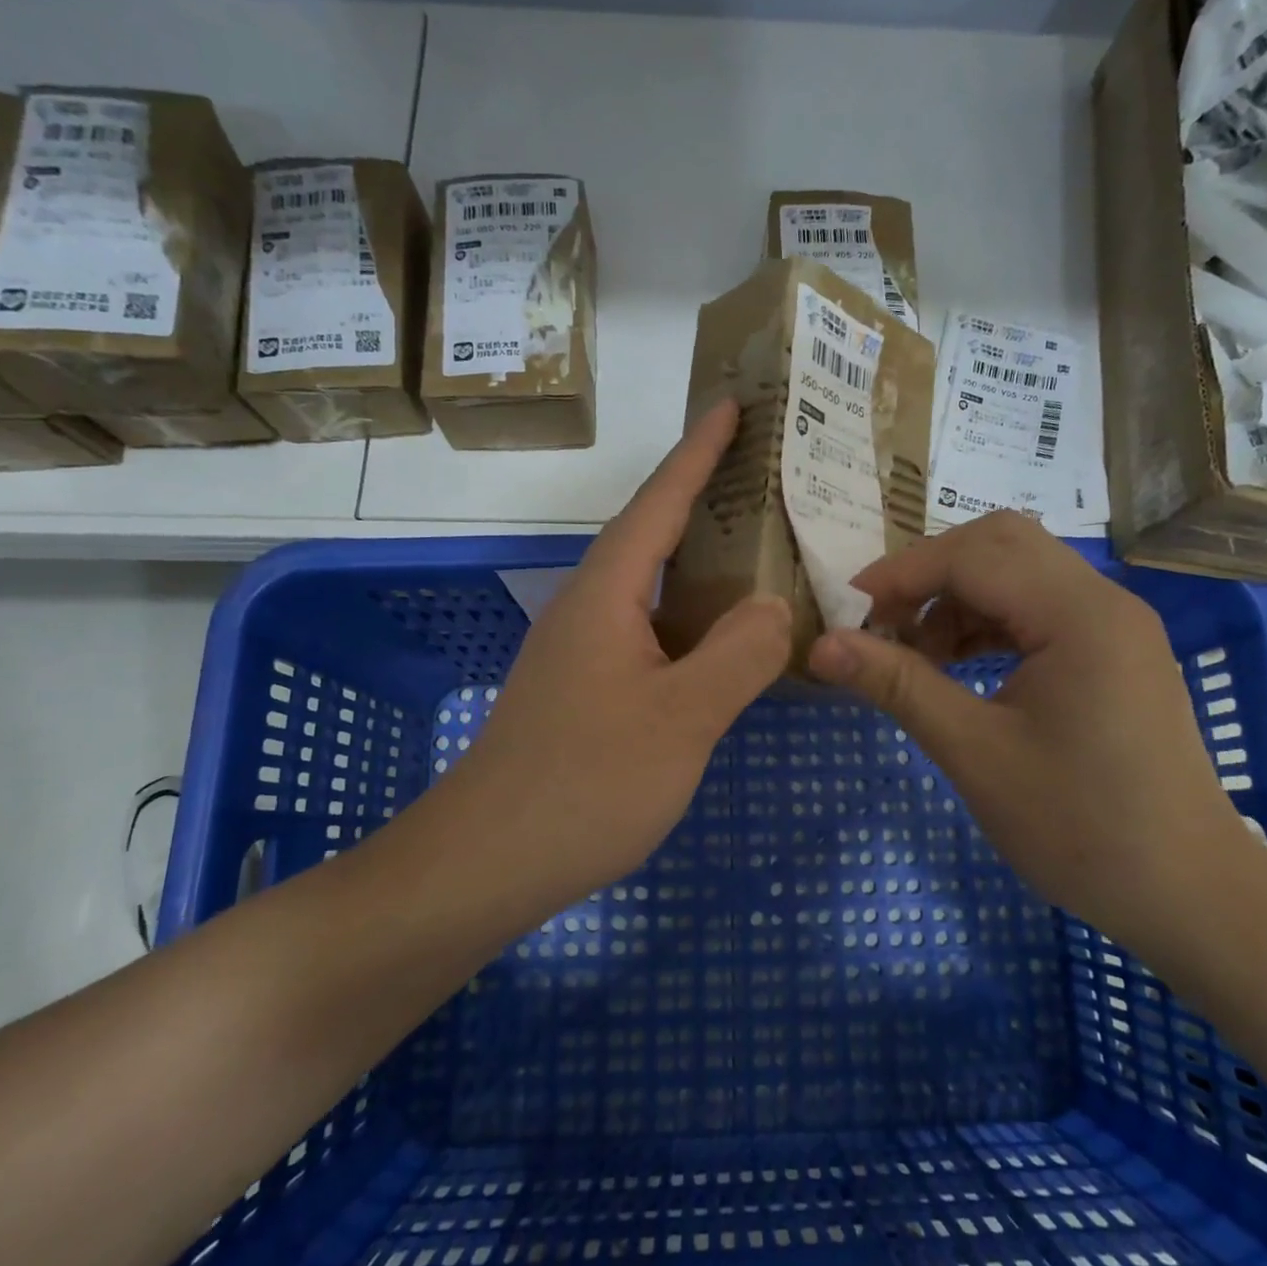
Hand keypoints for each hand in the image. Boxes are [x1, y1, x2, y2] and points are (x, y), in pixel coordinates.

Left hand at [440, 400, 791, 912]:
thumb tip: (776, 605)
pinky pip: (650, 632)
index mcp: (607, 594)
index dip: (699, 451)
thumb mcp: (681, 718)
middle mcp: (590, 608)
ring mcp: (583, 651)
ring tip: (760, 548)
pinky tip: (723, 640)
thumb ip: (740, 654)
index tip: (732, 405)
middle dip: (706, 497)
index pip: (660, 501)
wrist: (490, 861)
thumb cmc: (586, 782)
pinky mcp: (585, 690)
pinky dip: (691, 620)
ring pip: (653, 588)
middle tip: (766, 475)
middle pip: (653, 535)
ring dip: (701, 564)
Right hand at [805, 511, 1240, 949]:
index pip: (973, 555)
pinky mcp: (1113, 652)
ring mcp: (1113, 625)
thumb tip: (821, 645)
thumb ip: (897, 686)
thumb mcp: (975, 754)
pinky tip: (957, 666)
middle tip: (883, 624)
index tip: (846, 611)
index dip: (900, 574)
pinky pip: (1038, 608)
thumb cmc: (1081, 828)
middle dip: (929, 574)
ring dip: (956, 598)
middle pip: (1000, 544)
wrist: (1189, 894)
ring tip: (915, 655)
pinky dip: (987, 622)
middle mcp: (1103, 601)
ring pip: (1019, 572)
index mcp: (1078, 615)